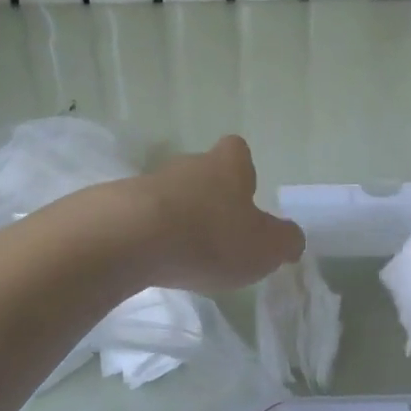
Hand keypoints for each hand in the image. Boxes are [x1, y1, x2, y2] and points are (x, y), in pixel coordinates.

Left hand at [131, 135, 303, 294]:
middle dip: (210, 199)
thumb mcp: (265, 247)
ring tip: (184, 253)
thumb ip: (285, 242)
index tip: (245, 197)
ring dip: (178, 218)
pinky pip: (141, 216)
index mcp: (227, 166)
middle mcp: (189, 164)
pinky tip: (153, 259)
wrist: (130, 238)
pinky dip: (150, 234)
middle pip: (203, 172)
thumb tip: (291, 238)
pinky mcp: (118, 205)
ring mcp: (149, 182)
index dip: (243, 171)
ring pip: (171, 195)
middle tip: (218, 234)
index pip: (237, 151)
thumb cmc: (210, 237)